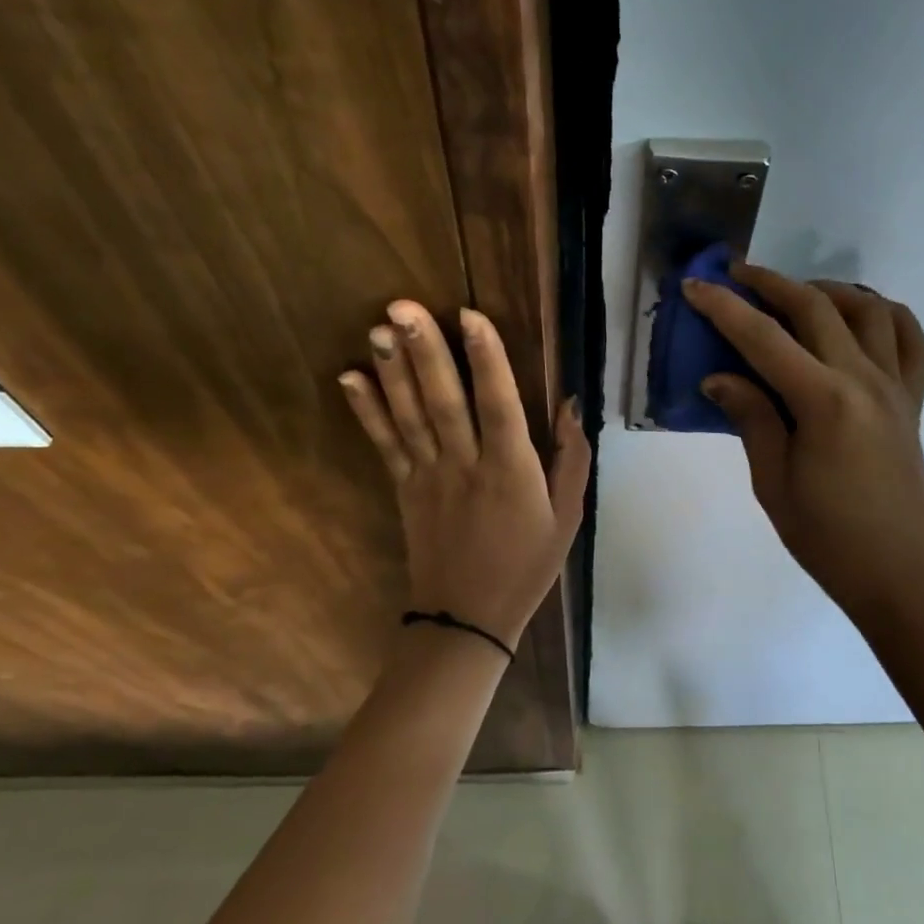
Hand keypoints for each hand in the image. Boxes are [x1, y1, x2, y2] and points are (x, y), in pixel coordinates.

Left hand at [338, 301, 589, 649]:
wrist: (468, 617)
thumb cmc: (528, 564)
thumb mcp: (568, 517)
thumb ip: (572, 459)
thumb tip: (571, 405)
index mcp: (512, 471)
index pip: (498, 404)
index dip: (486, 359)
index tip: (469, 316)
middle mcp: (466, 465)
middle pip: (444, 401)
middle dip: (425, 352)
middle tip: (403, 307)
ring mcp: (429, 477)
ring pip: (410, 416)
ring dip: (393, 371)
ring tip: (378, 328)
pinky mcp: (404, 489)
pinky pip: (385, 444)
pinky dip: (367, 411)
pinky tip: (351, 378)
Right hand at [682, 266, 923, 623]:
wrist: (902, 575)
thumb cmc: (828, 538)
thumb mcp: (773, 483)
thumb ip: (751, 419)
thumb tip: (719, 378)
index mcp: (824, 401)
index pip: (765, 338)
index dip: (725, 308)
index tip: (696, 286)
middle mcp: (865, 380)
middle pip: (817, 309)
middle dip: (773, 284)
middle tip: (738, 275)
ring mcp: (897, 388)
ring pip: (870, 311)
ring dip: (831, 291)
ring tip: (799, 297)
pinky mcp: (913, 402)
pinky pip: (911, 341)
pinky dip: (887, 317)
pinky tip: (862, 323)